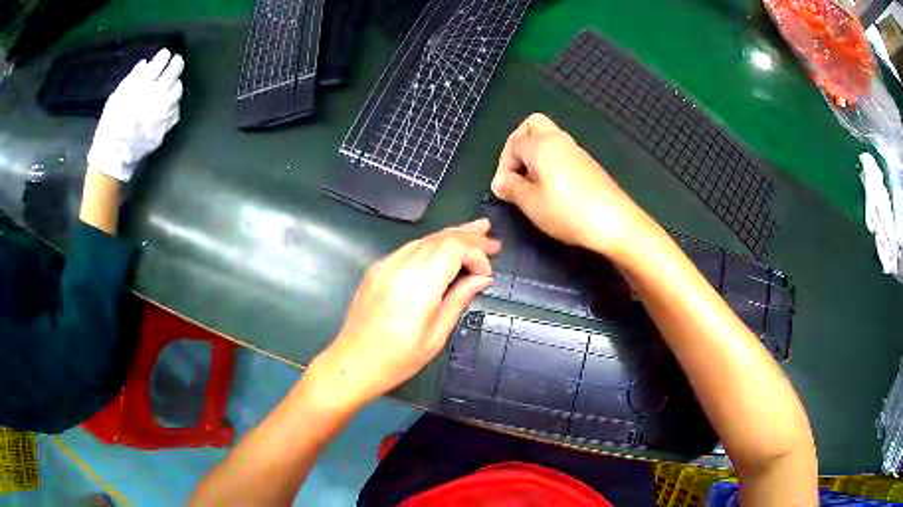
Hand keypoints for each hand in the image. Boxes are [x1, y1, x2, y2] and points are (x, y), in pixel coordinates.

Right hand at [87, 48, 184, 181]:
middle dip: (176, 63)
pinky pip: (176, 109)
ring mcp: (164, 110)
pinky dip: (173, 104)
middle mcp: (157, 94)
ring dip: (176, 83)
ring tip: (172, 83)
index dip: (164, 56)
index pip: (160, 62)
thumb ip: (133, 78)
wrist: (114, 154)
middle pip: (175, 71)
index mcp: (144, 84)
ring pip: (178, 89)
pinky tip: (169, 103)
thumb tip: (145, 64)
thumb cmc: (111, 124)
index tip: (165, 54)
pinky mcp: (166, 125)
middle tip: (175, 61)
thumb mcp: (117, 96)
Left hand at [307, 219, 500, 409]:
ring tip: (473, 231)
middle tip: (490, 232)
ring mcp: (386, 263)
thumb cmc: (400, 356)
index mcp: (420, 282)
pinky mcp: (377, 268)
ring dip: (450, 235)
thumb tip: (482, 278)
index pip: (454, 247)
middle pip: (440, 238)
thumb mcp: (437, 332)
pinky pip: (409, 248)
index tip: (487, 273)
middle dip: (467, 234)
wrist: (355, 361)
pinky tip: (442, 249)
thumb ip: (460, 298)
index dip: (476, 252)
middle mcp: (402, 264)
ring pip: (424, 239)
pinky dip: (430, 245)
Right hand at [491, 113, 643, 257]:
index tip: (504, 191)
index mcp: (542, 145)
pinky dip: (550, 163)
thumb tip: (499, 181)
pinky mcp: (588, 164)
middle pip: (532, 125)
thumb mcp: (531, 203)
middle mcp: (559, 140)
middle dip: (518, 145)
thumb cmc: (568, 212)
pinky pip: (561, 153)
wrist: (615, 223)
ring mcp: (576, 151)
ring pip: (548, 139)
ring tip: (532, 185)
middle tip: (516, 172)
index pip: (513, 144)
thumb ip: (510, 188)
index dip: (503, 166)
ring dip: (535, 155)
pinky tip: (552, 190)